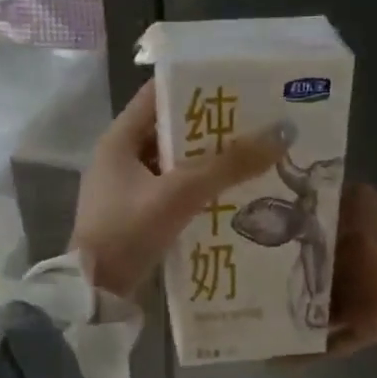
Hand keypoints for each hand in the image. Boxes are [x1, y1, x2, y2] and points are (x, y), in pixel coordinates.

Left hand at [71, 81, 290, 298]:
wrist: (95, 294)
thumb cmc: (128, 232)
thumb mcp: (180, 194)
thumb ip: (228, 165)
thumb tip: (281, 133)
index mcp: (119, 139)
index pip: (158, 94)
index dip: (195, 85)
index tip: (237, 83)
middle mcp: (120, 157)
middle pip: (171, 129)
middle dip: (211, 127)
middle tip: (257, 122)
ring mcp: (127, 188)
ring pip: (174, 162)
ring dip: (208, 160)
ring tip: (253, 155)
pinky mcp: (137, 214)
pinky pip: (173, 190)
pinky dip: (198, 188)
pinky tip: (231, 193)